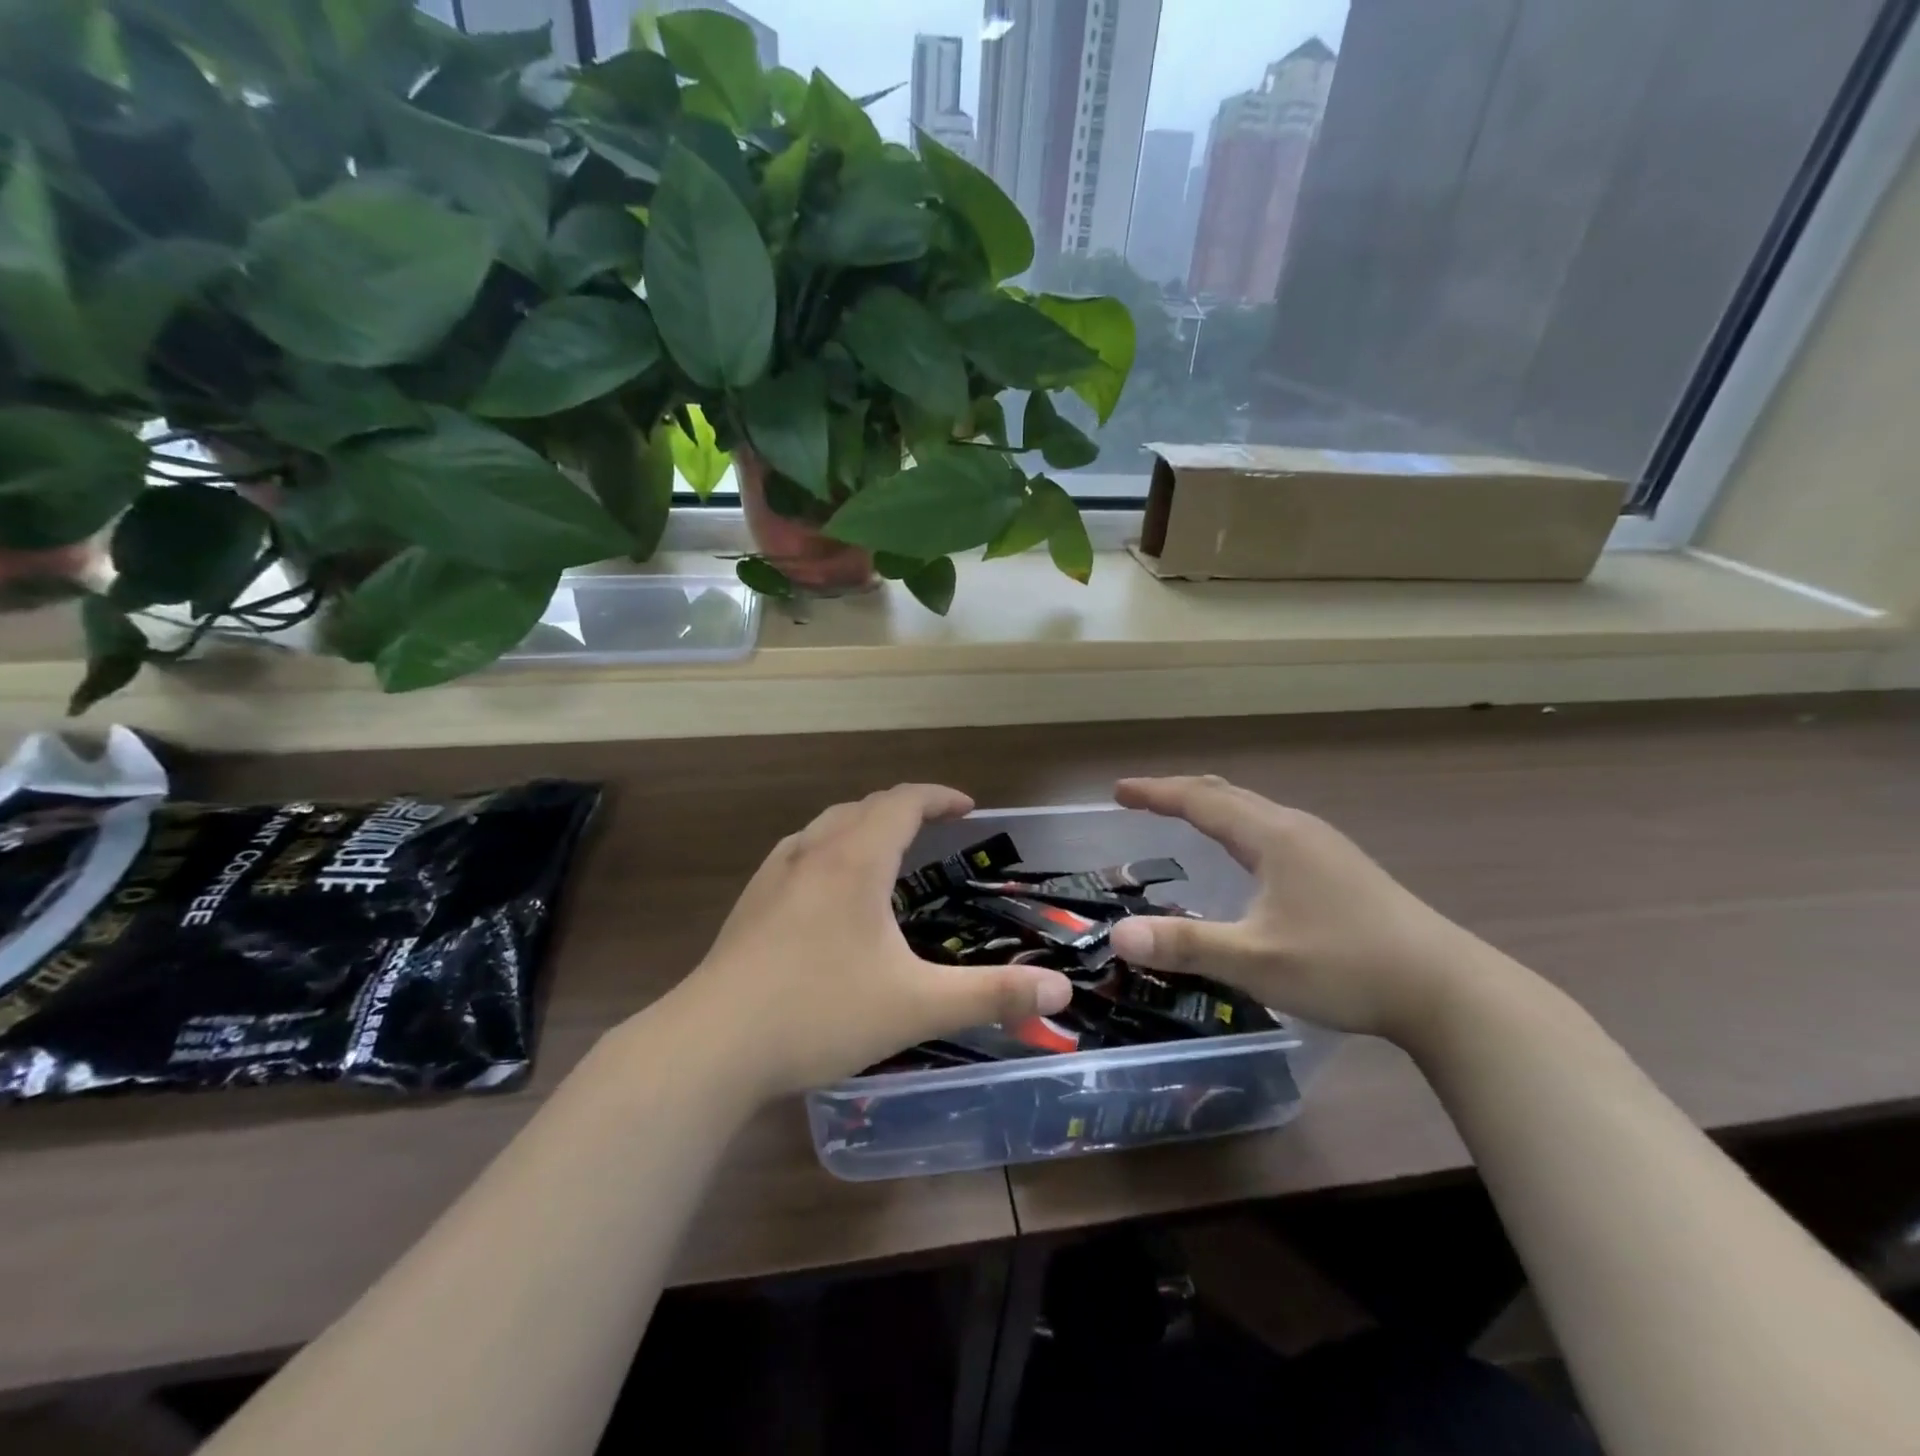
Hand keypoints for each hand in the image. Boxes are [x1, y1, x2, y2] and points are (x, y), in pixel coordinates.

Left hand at [665, 785, 1073, 1099]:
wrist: (712, 1046)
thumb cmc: (820, 1014)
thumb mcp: (917, 1006)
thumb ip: (992, 995)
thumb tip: (1061, 989)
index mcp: (856, 861)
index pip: (903, 802)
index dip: (939, 796)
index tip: (967, 807)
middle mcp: (813, 853)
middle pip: (864, 807)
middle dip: (904, 808)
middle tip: (934, 829)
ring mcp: (774, 876)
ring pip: (825, 826)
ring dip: (862, 825)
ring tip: (885, 850)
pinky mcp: (748, 904)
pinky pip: (798, 853)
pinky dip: (828, 850)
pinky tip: (826, 889)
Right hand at [1107, 776, 1494, 1040]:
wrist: (1446, 989)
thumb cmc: (1344, 965)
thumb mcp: (1255, 960)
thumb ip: (1185, 945)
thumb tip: (1119, 935)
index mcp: (1272, 837)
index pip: (1201, 800)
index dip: (1156, 793)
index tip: (1119, 791)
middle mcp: (1297, 828)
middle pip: (1228, 795)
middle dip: (1180, 793)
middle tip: (1142, 800)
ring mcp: (1324, 846)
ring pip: (1255, 811)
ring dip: (1212, 807)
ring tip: (1185, 817)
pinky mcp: (1341, 868)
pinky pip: (1273, 829)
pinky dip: (1239, 827)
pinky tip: (1246, 858)